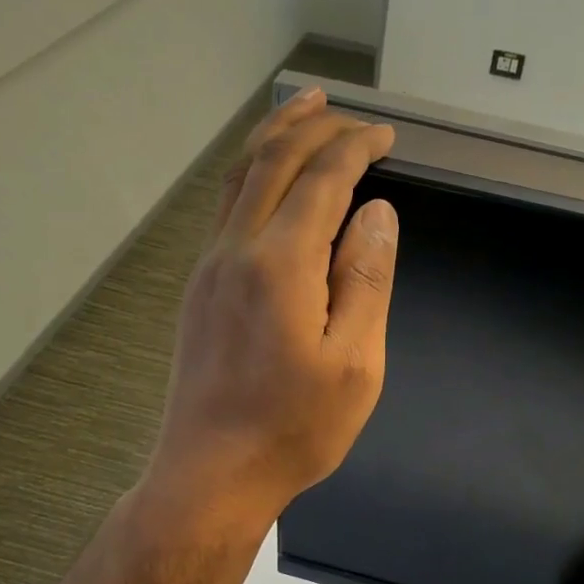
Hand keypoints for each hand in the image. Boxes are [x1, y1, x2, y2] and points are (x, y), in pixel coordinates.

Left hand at [147, 87, 398, 528]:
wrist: (211, 473)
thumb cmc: (294, 429)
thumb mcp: (355, 364)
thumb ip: (366, 280)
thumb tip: (377, 213)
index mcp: (282, 265)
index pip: (323, 179)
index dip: (355, 148)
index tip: (384, 136)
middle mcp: (237, 251)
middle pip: (272, 162)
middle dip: (311, 126)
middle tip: (343, 109)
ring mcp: (210, 269)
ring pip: (239, 180)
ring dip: (272, 140)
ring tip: (300, 112)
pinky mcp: (199, 290)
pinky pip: (225, 209)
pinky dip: (251, 176)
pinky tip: (266, 181)